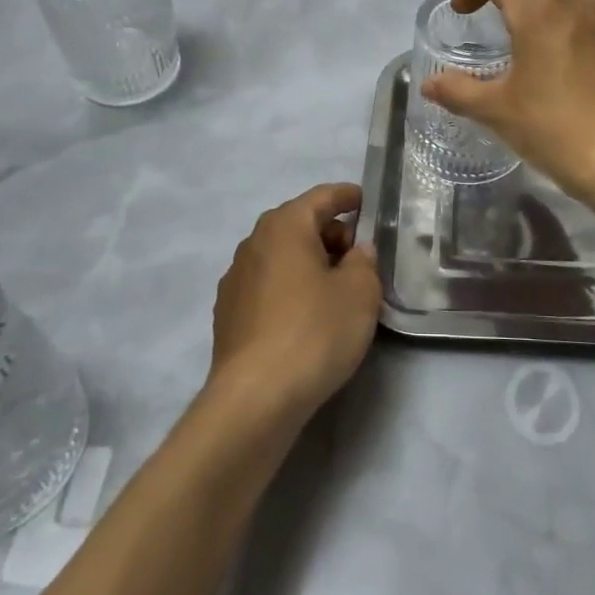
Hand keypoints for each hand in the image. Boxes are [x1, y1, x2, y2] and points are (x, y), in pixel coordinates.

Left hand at [206, 183, 381, 426]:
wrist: (255, 398)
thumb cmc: (314, 331)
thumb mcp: (360, 292)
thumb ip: (364, 262)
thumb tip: (355, 251)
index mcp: (285, 226)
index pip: (321, 197)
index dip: (347, 196)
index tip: (366, 200)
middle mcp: (254, 243)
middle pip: (298, 224)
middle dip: (330, 233)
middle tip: (359, 256)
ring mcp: (235, 279)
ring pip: (281, 256)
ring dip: (309, 263)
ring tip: (336, 289)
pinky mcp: (228, 314)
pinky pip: (268, 286)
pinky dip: (290, 288)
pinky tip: (306, 316)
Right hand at [419, 0, 594, 203]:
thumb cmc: (555, 129)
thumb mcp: (496, 111)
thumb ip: (458, 91)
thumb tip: (428, 85)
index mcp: (538, 10)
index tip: (461, 11)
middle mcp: (572, 3)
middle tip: (484, 16)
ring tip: (523, 28)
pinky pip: (587, 11)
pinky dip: (564, 15)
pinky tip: (557, 53)